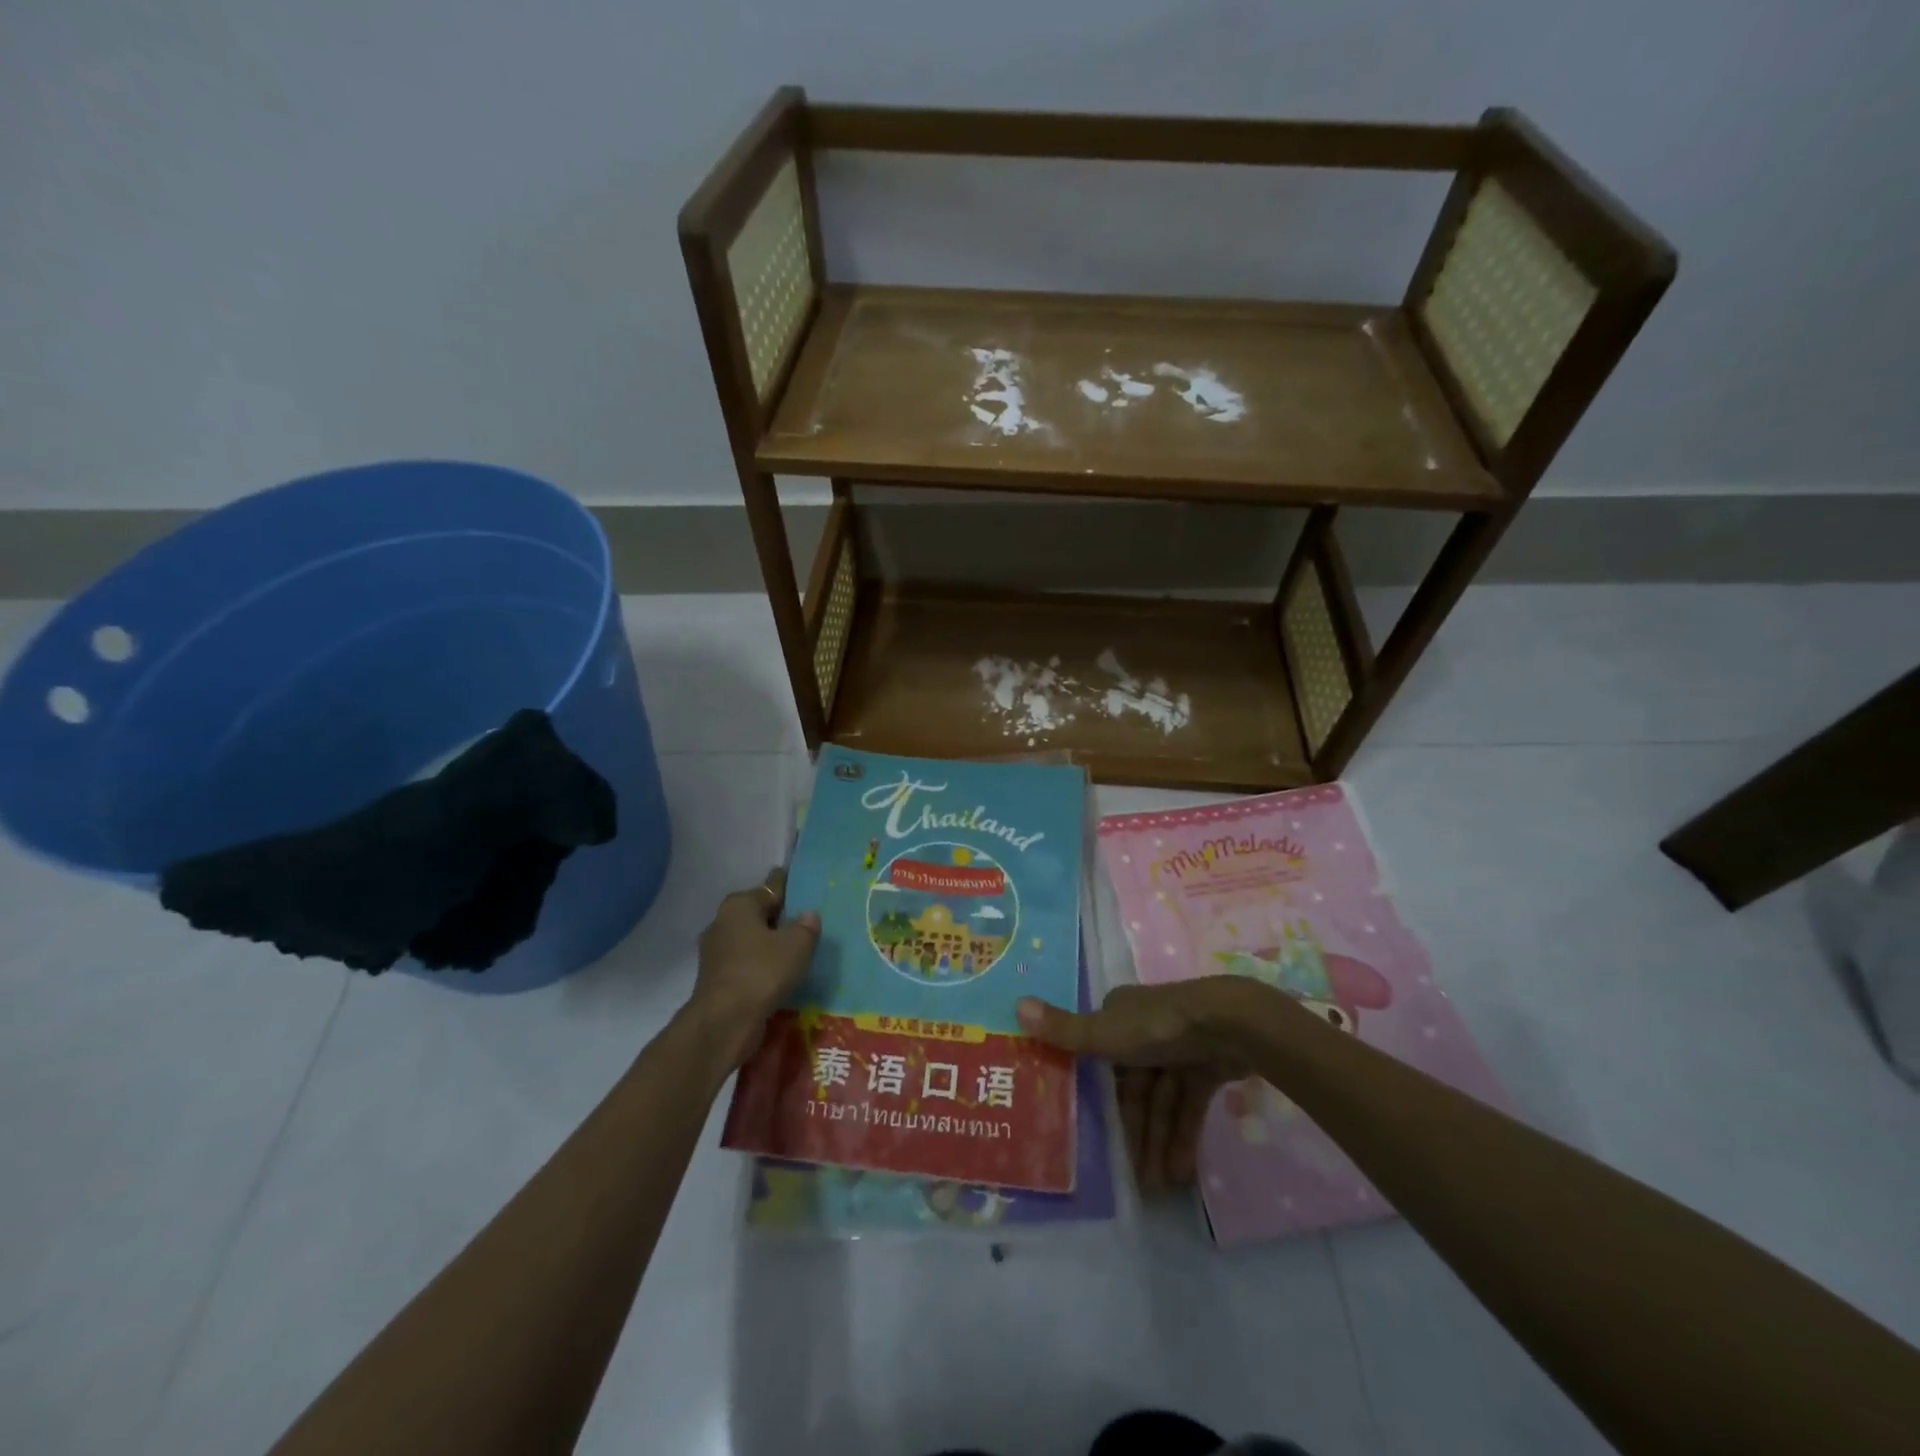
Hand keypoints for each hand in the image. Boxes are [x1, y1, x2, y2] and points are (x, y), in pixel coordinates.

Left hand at [688, 868, 820, 1069]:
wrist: (724, 1022)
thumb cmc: (762, 971)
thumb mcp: (797, 945)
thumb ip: (806, 926)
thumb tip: (807, 916)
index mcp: (740, 905)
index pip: (771, 886)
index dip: (788, 884)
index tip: (803, 882)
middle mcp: (723, 922)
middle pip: (759, 913)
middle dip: (779, 917)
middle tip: (807, 920)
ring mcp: (716, 953)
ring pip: (751, 940)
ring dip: (770, 944)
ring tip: (797, 950)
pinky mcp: (717, 979)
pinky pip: (747, 964)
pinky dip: (762, 966)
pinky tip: (780, 974)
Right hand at [1017, 979, 1254, 1193]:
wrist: (1229, 1024)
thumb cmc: (1158, 1027)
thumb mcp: (1105, 1032)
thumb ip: (1064, 1030)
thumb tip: (1015, 1004)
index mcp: (1119, 1015)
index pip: (1099, 1057)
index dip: (1094, 1095)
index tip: (1088, 1133)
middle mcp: (1145, 1028)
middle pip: (1132, 1086)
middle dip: (1131, 1129)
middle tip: (1129, 1177)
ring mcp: (1179, 1047)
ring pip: (1160, 1100)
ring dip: (1157, 1141)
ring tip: (1157, 1187)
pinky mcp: (1207, 1065)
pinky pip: (1188, 1105)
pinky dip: (1182, 1135)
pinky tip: (1181, 1173)